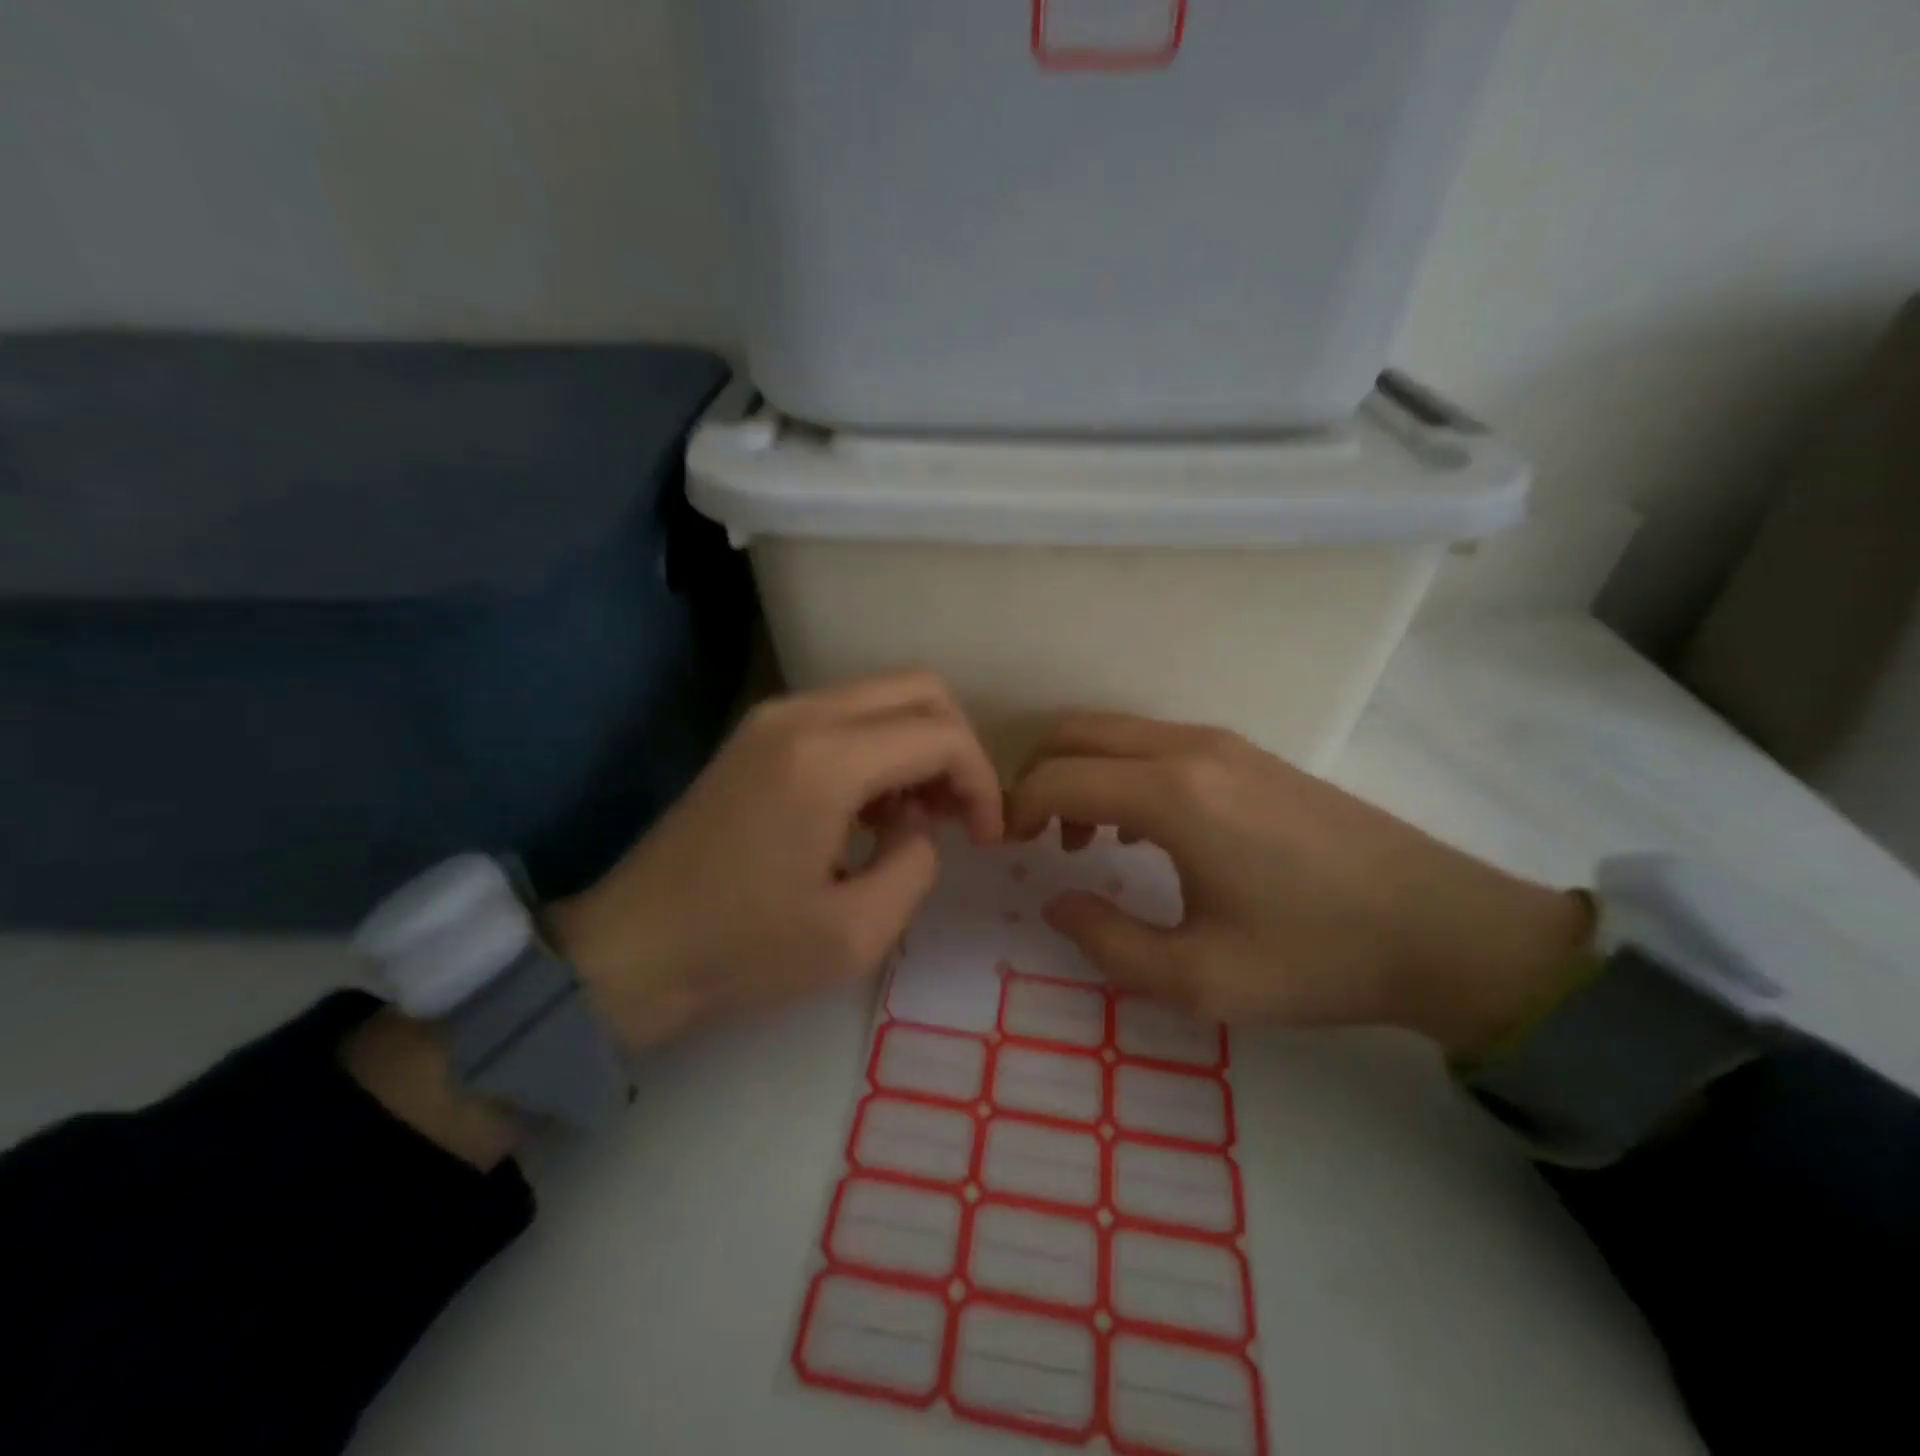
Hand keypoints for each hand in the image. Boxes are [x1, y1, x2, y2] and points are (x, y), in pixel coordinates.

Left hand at [549, 672, 1004, 1049]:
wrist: (630, 951)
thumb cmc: (741, 952)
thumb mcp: (856, 933)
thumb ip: (916, 865)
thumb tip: (918, 826)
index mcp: (826, 761)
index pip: (941, 734)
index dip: (982, 782)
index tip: (986, 837)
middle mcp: (801, 715)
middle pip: (919, 688)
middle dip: (957, 749)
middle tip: (957, 816)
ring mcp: (773, 717)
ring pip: (883, 695)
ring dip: (918, 744)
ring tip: (915, 818)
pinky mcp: (758, 733)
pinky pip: (845, 713)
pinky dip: (880, 746)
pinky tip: (871, 808)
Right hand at [1006, 713, 1591, 1055]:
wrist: (1442, 928)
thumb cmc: (1316, 957)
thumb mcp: (1199, 978)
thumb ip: (1108, 942)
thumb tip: (1056, 902)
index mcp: (1172, 794)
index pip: (1058, 776)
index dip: (1018, 809)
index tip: (1009, 851)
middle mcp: (1190, 749)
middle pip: (1078, 730)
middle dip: (1037, 774)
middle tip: (1033, 836)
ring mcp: (1224, 744)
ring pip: (1117, 731)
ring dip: (1081, 771)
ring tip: (1084, 839)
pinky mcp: (1250, 755)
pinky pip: (1156, 742)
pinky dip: (1121, 770)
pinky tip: (1141, 828)